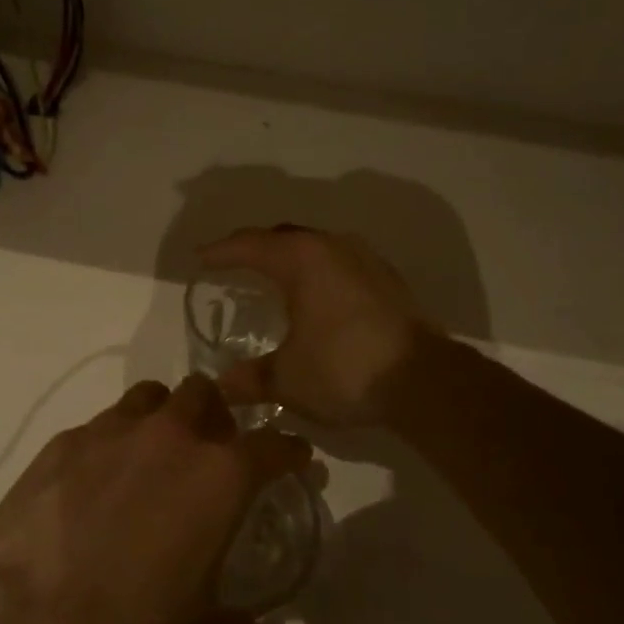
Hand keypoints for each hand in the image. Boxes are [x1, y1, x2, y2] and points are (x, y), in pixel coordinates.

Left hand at [0, 376, 310, 623]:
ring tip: (150, 457)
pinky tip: (94, 481)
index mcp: (219, 476)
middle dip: (214, 416)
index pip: (273, 444)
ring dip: (161, 418)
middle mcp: (170, 436)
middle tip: (207, 452)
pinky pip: (100, 425)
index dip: (287, 450)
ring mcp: (112, 430)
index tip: (290, 458)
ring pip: (151, 398)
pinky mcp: (63, 441)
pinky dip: (110, 443)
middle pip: (205, 394)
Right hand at [197, 226, 435, 425]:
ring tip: (272, 276)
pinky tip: (316, 296)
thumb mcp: (287, 378)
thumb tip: (222, 385)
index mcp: (302, 259)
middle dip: (254, 247)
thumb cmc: (345, 369)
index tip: (199, 258)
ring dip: (290, 257)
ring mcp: (366, 260)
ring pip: (316, 247)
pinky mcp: (388, 281)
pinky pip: (340, 263)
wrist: (425, 381)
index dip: (220, 251)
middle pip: (284, 237)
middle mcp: (334, 247)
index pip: (250, 245)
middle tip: (231, 263)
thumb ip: (250, 378)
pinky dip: (318, 272)